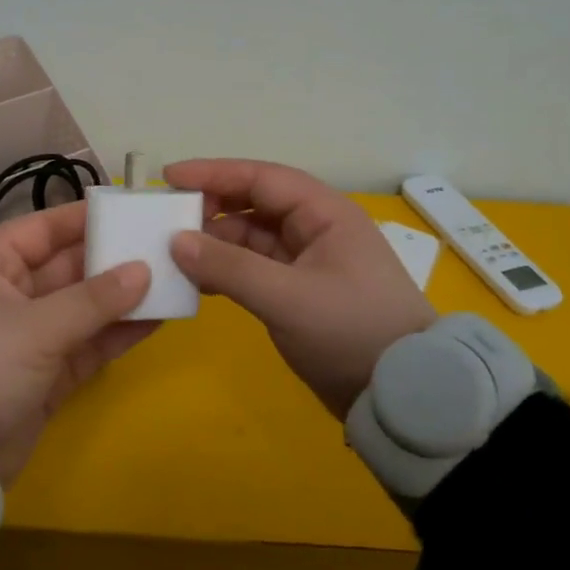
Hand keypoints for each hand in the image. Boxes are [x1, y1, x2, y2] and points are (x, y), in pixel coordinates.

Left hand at [0, 201, 155, 482]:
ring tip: (169, 282)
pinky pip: (87, 346)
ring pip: (82, 308)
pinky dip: (116, 335)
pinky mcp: (45, 377)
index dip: (80, 218)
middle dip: (110, 259)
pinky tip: (156, 321)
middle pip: (66, 267)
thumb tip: (143, 270)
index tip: (126, 210)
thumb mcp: (36, 326)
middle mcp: (9, 296)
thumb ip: (93, 299)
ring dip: (120, 298)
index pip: (40, 230)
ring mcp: (28, 339)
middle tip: (161, 247)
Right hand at [165, 159, 435, 416]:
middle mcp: (315, 228)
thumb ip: (230, 267)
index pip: (261, 178)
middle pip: (254, 203)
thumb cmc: (352, 332)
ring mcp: (307, 260)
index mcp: (324, 213)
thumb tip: (176, 241)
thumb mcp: (288, 298)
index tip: (169, 178)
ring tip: (173, 254)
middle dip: (211, 207)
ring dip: (215, 242)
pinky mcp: (299, 291)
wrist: (403, 395)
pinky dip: (226, 269)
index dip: (213, 173)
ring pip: (251, 237)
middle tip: (166, 219)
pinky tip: (197, 280)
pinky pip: (254, 267)